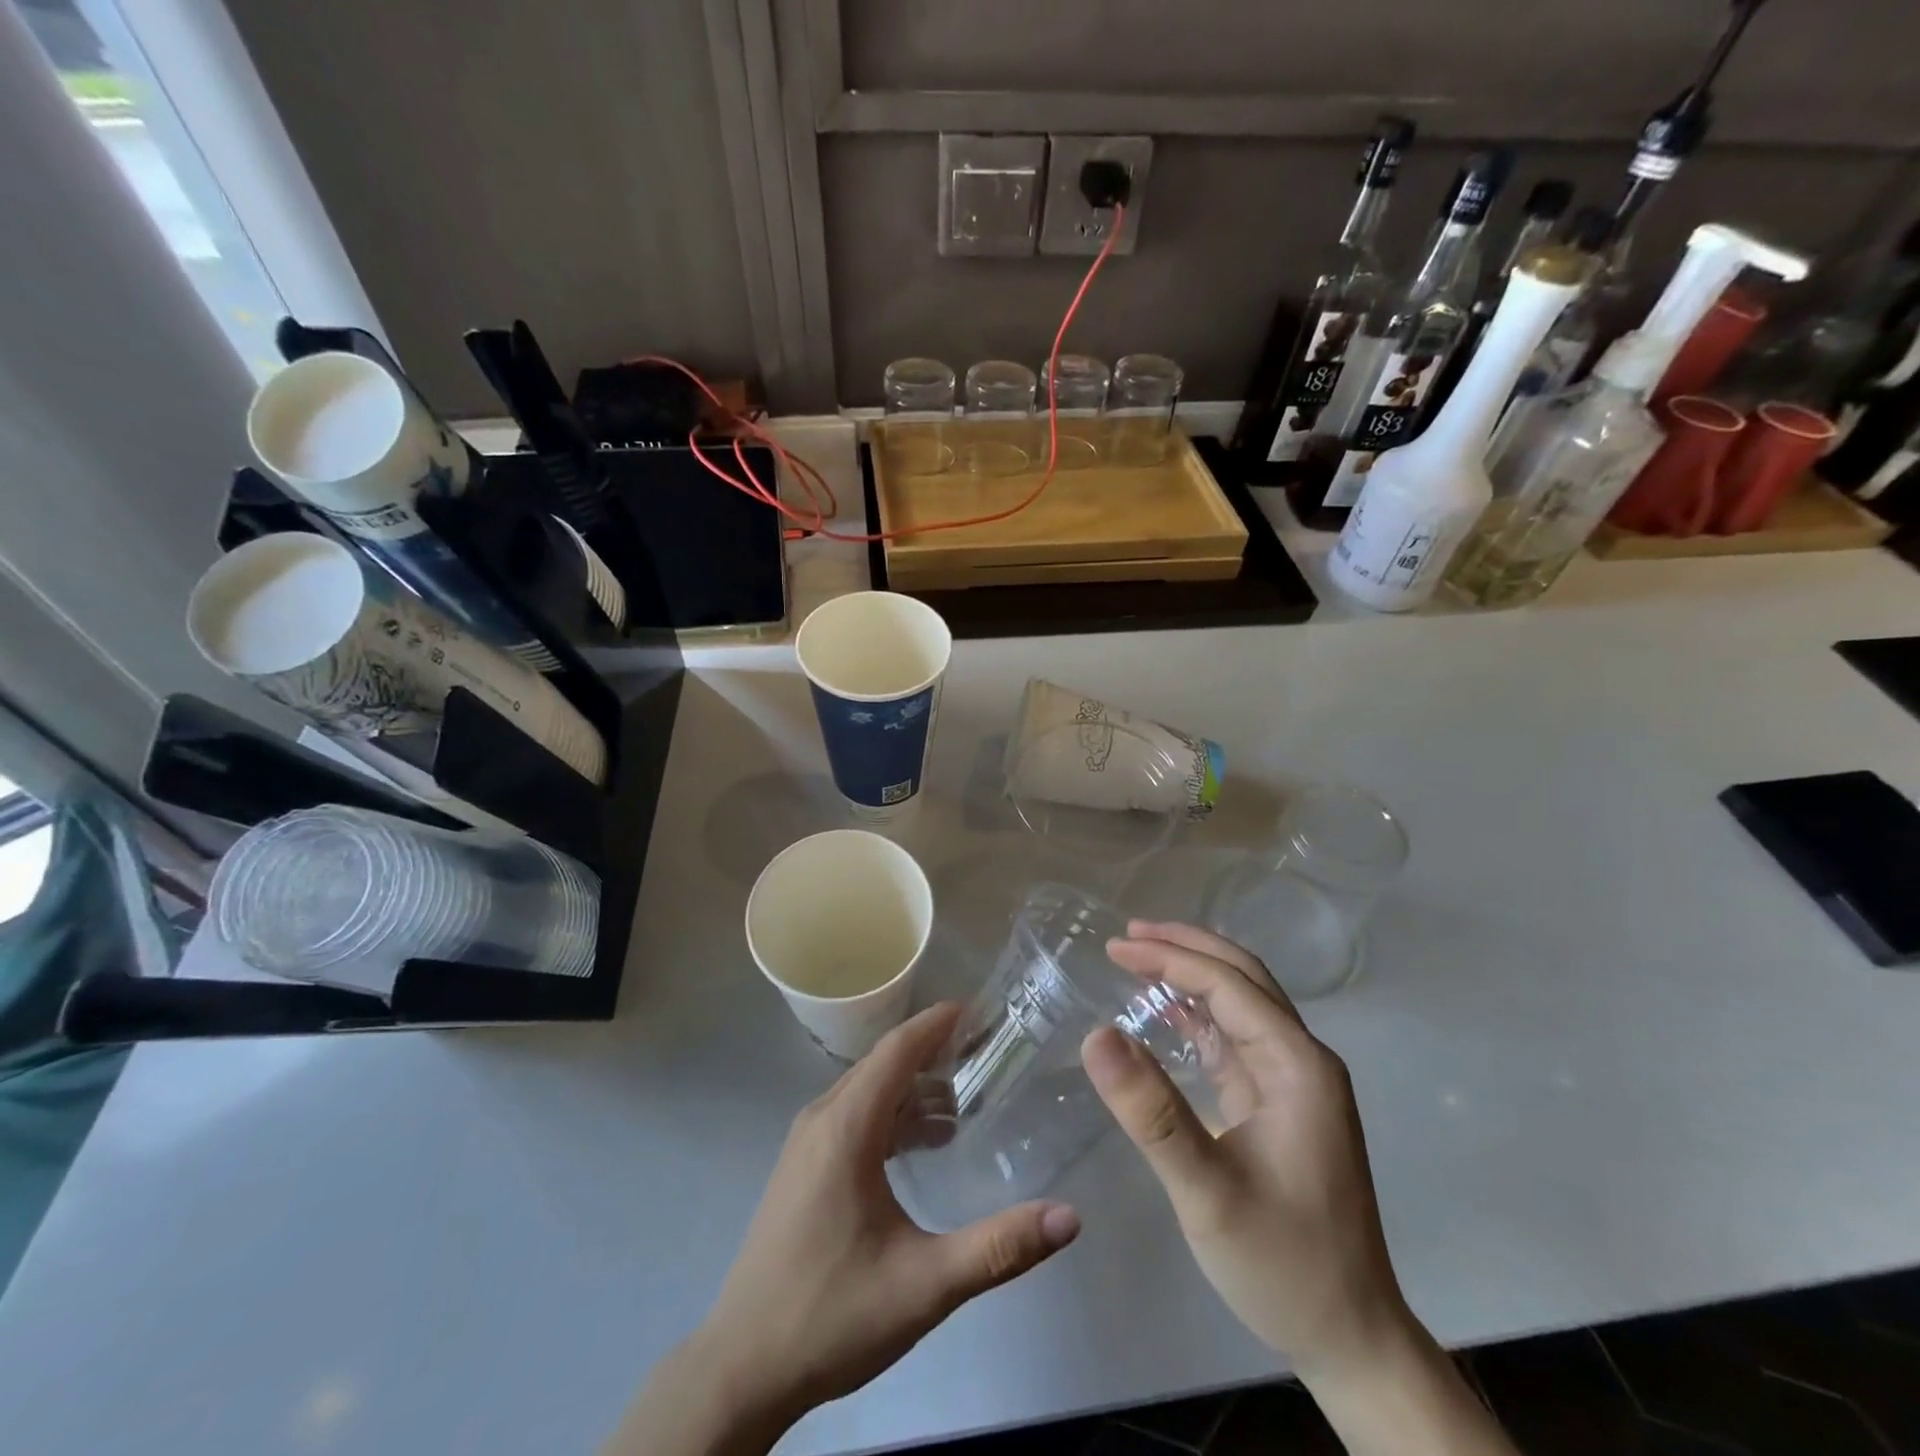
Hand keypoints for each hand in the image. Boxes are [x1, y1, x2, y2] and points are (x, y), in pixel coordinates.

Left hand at [609, 1003, 1079, 1455]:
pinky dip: (891, 1113)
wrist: (743, 1368)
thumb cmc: (833, 1315)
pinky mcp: (802, 1166)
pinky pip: (852, 1115)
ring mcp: (806, 1142)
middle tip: (985, 1053)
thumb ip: (998, 1248)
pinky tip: (923, 1144)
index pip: (896, 1050)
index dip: (936, 1024)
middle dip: (932, 1051)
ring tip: (965, 1100)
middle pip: (883, 1064)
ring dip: (913, 1087)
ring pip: (867, 1090)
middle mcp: (822, 1119)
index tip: (979, 1011)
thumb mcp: (925, 1284)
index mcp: (846, 1126)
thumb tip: (1069, 1217)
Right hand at [1080, 922, 1408, 1377]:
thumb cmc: (1283, 1264)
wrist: (1350, 1340)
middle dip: (1186, 948)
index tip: (1115, 947)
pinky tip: (1168, 1011)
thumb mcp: (1207, 1192)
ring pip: (1241, 1003)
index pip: (1228, 986)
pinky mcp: (1280, 1105)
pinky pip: (1236, 1039)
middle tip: (1126, 936)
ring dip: (1192, 973)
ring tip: (1140, 957)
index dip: (1170, 958)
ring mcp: (1294, 1083)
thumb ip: (1152, 1112)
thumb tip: (1096, 1034)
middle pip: (1243, 979)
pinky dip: (1198, 1013)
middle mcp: (1302, 1061)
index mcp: (1297, 1066)